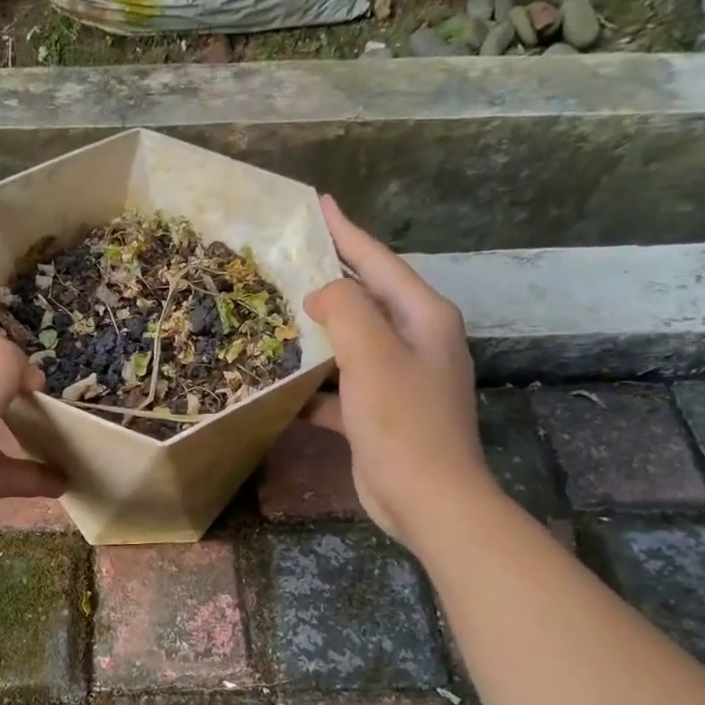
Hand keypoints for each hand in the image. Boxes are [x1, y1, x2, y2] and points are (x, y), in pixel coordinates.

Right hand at [302, 195, 490, 545]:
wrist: (428, 500)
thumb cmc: (403, 422)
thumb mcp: (373, 355)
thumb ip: (345, 310)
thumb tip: (321, 294)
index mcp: (423, 318)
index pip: (379, 262)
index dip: (347, 231)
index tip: (319, 204)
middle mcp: (416, 341)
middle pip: (365, 299)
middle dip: (328, 279)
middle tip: (287, 259)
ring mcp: (400, 379)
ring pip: (351, 343)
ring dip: (316, 333)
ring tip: (275, 315)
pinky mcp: (379, 412)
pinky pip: (341, 386)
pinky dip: (314, 385)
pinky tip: (279, 386)